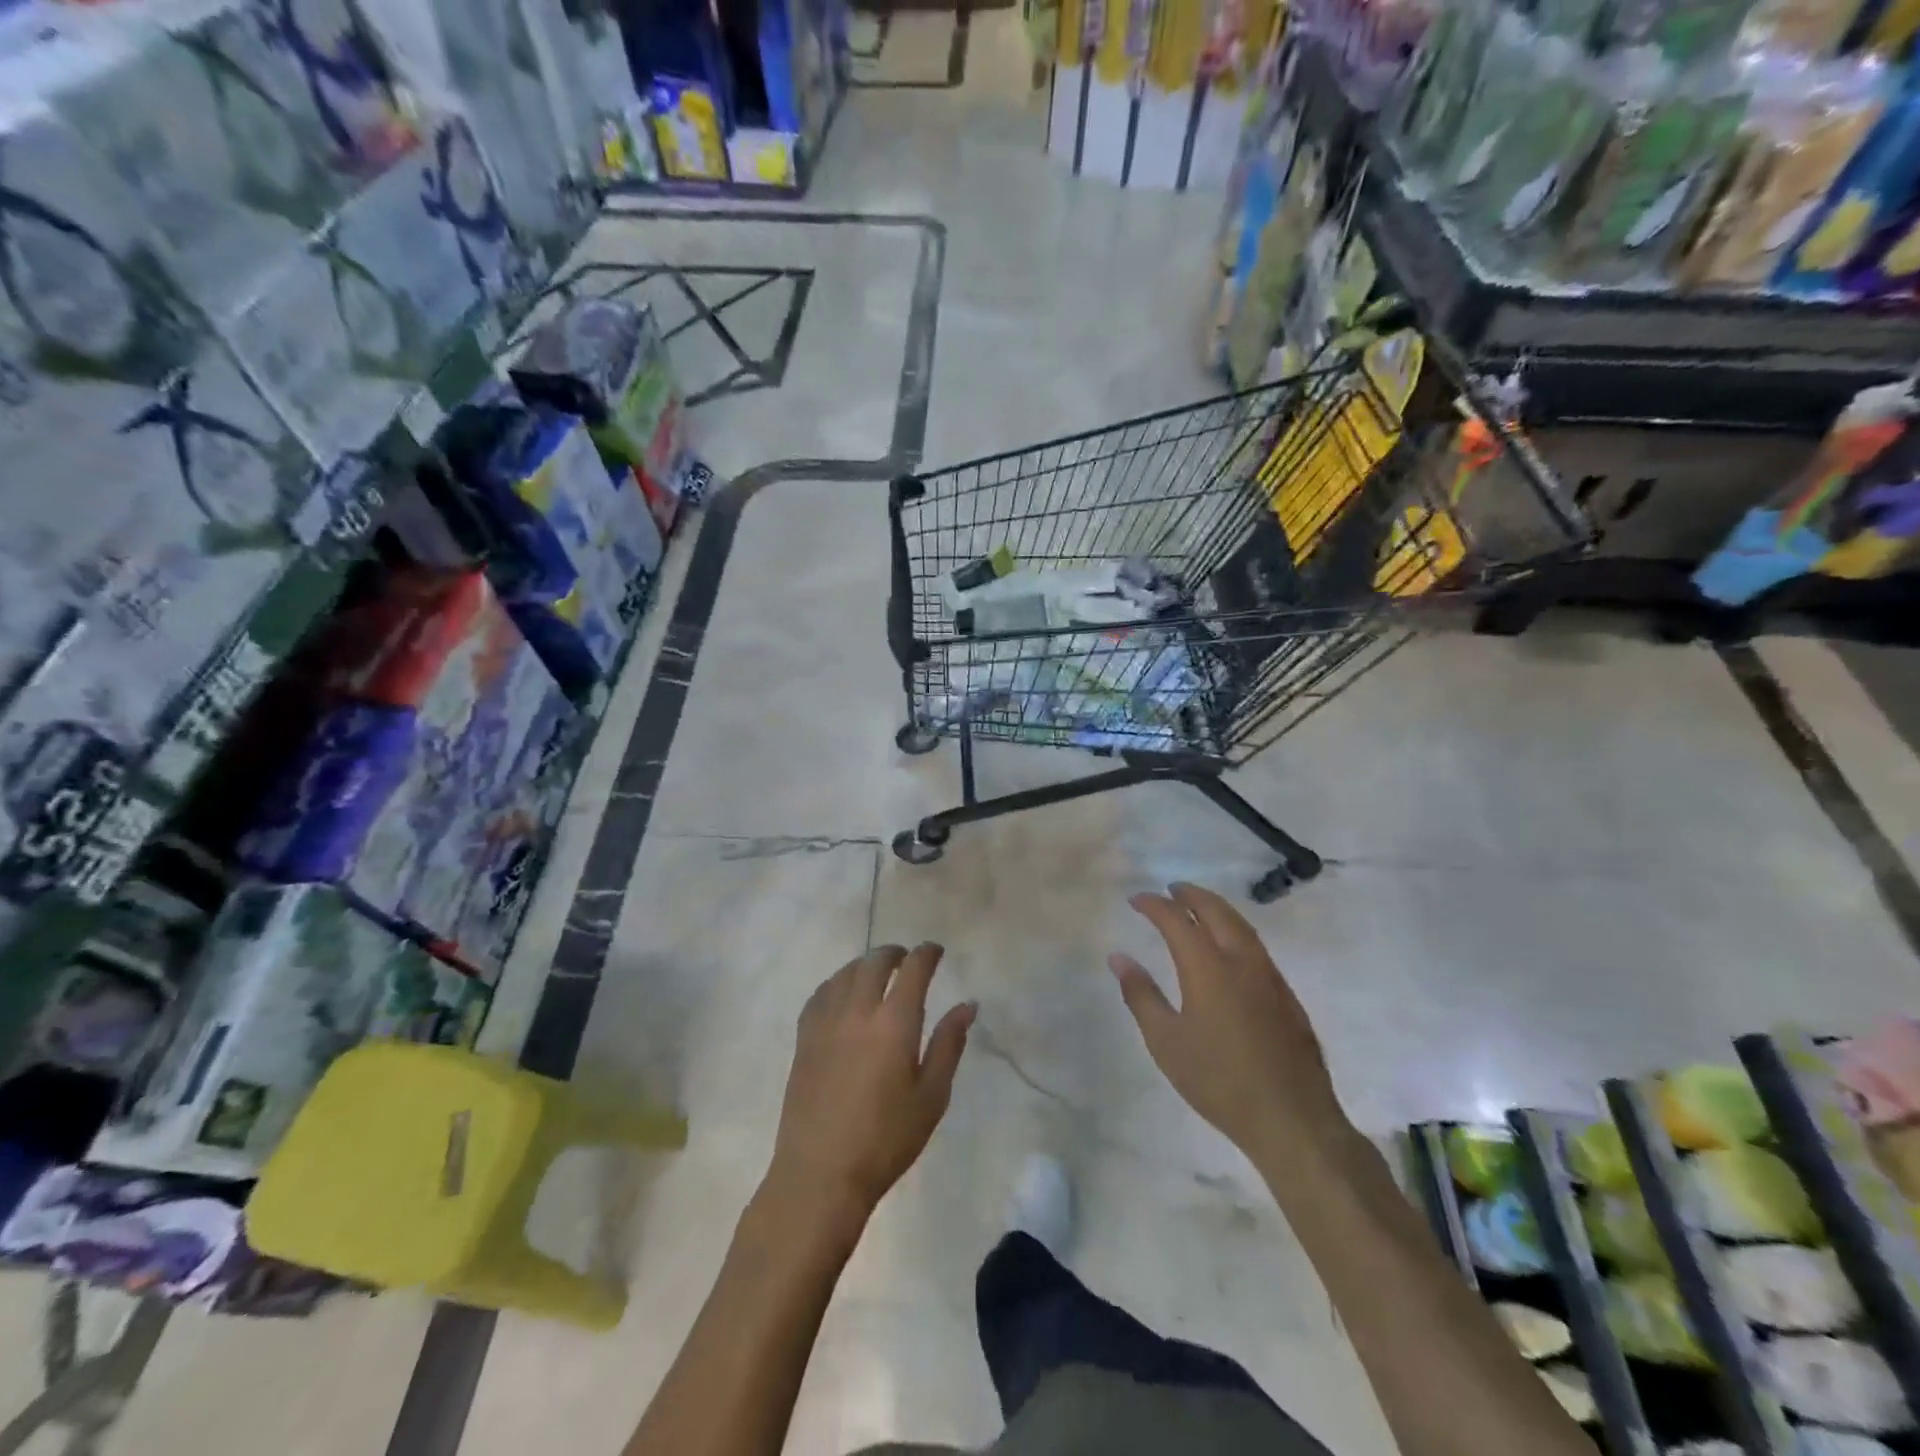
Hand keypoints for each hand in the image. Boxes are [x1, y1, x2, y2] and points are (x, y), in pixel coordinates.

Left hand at [765, 943, 975, 1223]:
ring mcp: (826, 1022)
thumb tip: (967, 1005)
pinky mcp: (804, 1039)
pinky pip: (821, 994)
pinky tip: (842, 995)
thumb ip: (948, 1044)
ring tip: (876, 973)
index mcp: (894, 1023)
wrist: (820, 1174)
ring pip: (845, 973)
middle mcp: (858, 1011)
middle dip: (894, 953)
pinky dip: (837, 983)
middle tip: (906, 959)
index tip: (935, 951)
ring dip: (864, 965)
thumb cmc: (886, 1140)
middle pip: (874, 962)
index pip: (913, 969)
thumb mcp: (931, 1096)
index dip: (926, 954)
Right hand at [1110, 882, 1348, 1159]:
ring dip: (1216, 908)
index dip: (1155, 905)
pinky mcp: (1287, 995)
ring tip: (1197, 908)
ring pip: (1241, 925)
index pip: (1177, 920)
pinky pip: (1256, 946)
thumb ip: (1141, 995)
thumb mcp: (1166, 1041)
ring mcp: (1270, 976)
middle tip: (1170, 890)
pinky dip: (1235, 930)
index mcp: (1208, 968)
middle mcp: (1241, 961)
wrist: (1291, 1118)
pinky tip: (1229, 946)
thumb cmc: (1218, 1080)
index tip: (1136, 900)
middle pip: (1216, 911)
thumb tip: (1119, 958)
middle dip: (1190, 895)